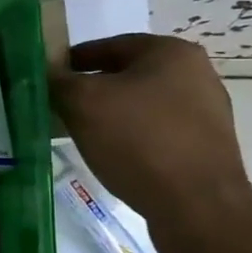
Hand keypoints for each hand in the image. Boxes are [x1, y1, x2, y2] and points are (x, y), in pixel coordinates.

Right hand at [48, 34, 251, 235]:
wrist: (197, 206)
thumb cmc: (138, 140)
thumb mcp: (82, 103)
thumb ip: (58, 81)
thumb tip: (45, 74)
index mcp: (170, 52)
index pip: (108, 45)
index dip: (72, 60)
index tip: (48, 78)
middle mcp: (196, 74)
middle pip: (127, 75)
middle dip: (91, 90)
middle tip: (60, 107)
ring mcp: (206, 112)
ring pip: (141, 105)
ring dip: (111, 116)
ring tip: (82, 134)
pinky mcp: (206, 147)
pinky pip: (157, 133)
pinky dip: (132, 138)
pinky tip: (113, 156)